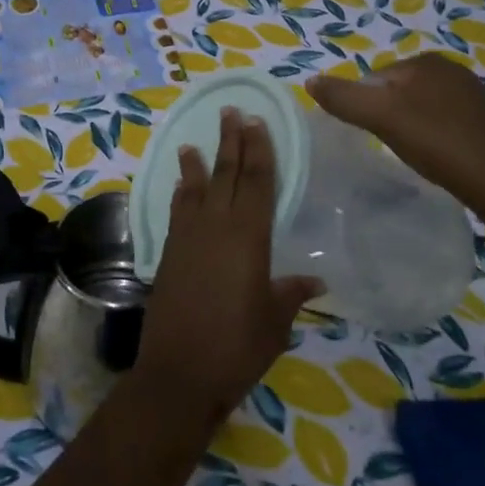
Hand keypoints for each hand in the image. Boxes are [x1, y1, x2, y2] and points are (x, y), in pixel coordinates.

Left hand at [133, 108, 322, 431]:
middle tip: (230, 113)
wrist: (179, 372)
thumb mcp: (274, 322)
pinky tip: (181, 186)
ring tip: (192, 142)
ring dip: (197, 163)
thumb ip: (290, 294)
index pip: (255, 182)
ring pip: (195, 189)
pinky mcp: (169, 254)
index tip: (256, 122)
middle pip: (225, 175)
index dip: (258, 150)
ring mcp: (187, 239)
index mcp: (248, 237)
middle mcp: (215, 227)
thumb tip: (315, 280)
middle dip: (230, 142)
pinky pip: (177, 211)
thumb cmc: (237, 347)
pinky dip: (181, 193)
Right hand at [306, 54, 484, 205]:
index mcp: (425, 61)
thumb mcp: (381, 116)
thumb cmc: (436, 142)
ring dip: (409, 126)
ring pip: (419, 107)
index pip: (374, 78)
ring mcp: (471, 93)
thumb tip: (309, 81)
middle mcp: (451, 69)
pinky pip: (442, 120)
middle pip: (396, 91)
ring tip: (411, 152)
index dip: (365, 106)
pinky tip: (435, 155)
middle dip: (387, 115)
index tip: (370, 133)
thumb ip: (343, 97)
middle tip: (389, 145)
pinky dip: (431, 135)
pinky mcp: (484, 120)